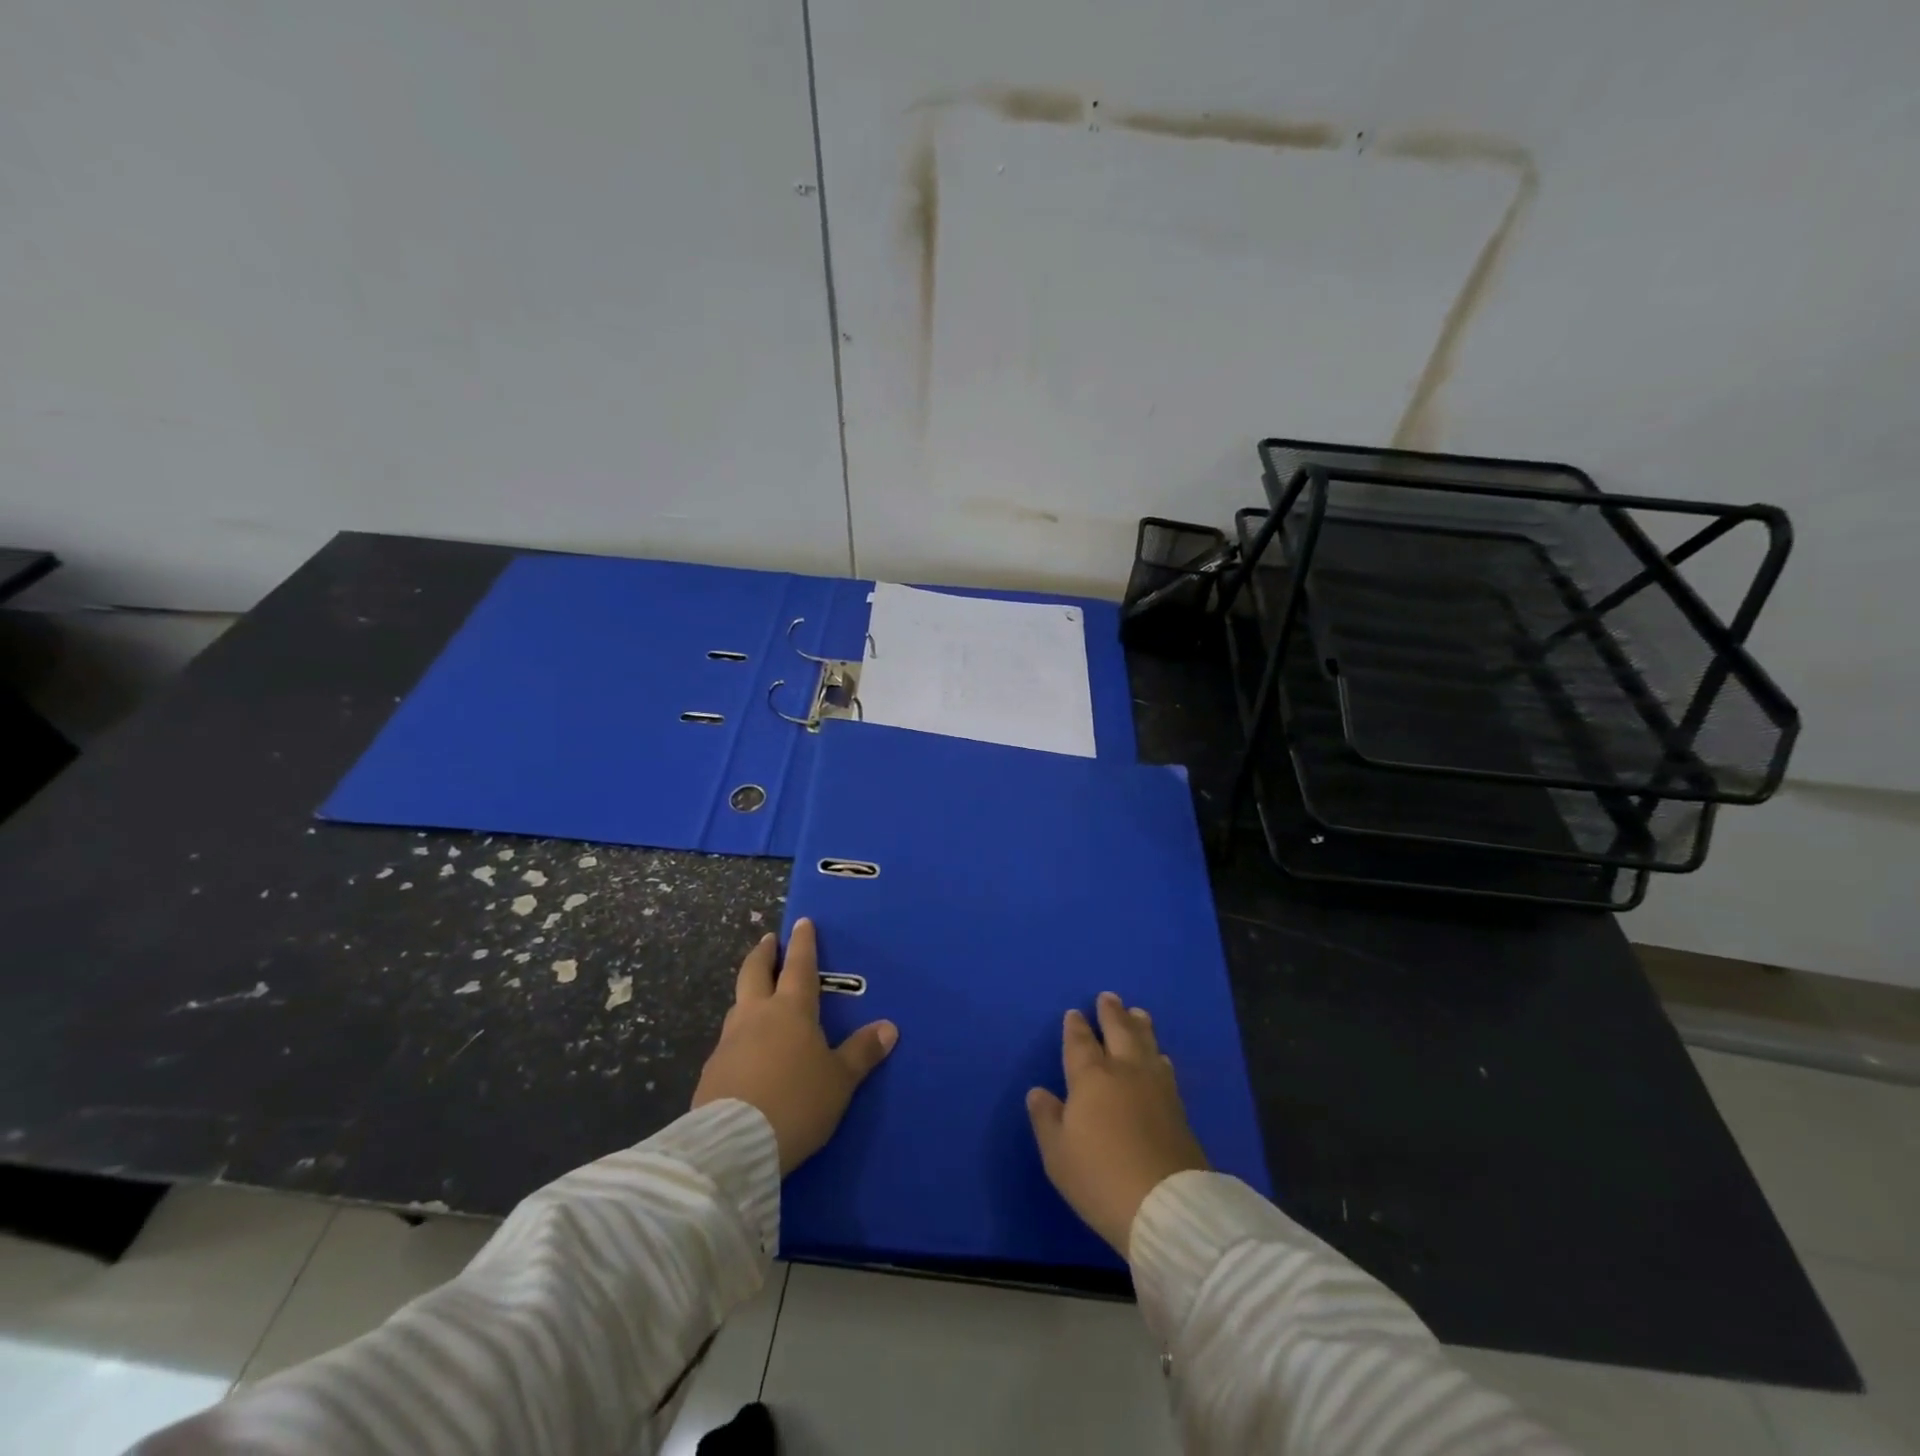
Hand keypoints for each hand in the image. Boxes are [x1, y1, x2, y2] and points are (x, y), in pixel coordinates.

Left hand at [692, 919, 897, 1173]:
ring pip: (738, 1004)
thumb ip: (862, 1052)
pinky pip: (729, 1041)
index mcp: (791, 1010)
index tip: (802, 922)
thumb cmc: (797, 1102)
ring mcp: (729, 1042)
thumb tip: (889, 1027)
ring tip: (757, 994)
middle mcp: (757, 1016)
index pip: (799, 966)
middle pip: (755, 972)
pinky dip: (739, 1035)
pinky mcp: (711, 1071)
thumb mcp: (839, 1080)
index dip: (803, 944)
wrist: (733, 1145)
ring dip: (748, 993)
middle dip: (763, 953)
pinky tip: (745, 1051)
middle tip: (768, 941)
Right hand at [1027, 991, 1207, 1257]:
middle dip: (1112, 1013)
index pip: (1081, 1043)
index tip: (1075, 1013)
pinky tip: (1160, 1057)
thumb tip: (1039, 1091)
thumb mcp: (1058, 1154)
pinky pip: (1165, 1068)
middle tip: (1109, 997)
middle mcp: (1125, 1072)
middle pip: (1119, 1032)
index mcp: (1091, 1078)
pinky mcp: (1178, 1108)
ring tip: (1138, 1014)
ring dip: (1139, 1027)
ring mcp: (1156, 1087)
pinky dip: (1157, 1055)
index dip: (1076, 1027)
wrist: (1165, 1205)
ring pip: (1147, 1045)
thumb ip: (1046, 1118)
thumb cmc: (1099, 1178)